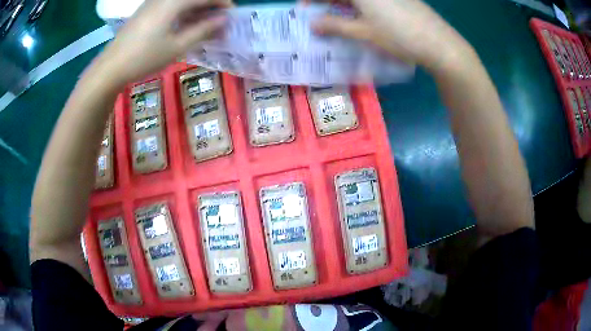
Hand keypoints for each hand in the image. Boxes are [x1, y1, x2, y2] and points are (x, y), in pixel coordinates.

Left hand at [98, 0, 230, 86]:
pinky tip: (184, 25)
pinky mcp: (146, 10)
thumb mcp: (177, 46)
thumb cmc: (144, 58)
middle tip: (218, 22)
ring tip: (203, 25)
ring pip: (181, 1)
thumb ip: (203, 30)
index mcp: (174, 2)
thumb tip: (224, 20)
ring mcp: (153, 2)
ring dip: (196, 9)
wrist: (110, 67)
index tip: (231, 14)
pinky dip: (182, 12)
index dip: (222, 3)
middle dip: (209, 6)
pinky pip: (170, 5)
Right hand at [310, 0, 470, 71]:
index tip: (303, 8)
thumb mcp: (363, 32)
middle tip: (319, 15)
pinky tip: (362, 16)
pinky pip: (374, 0)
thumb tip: (312, 24)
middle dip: (328, 2)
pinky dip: (362, 6)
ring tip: (338, 18)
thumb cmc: (398, 36)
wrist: (439, 43)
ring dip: (344, 4)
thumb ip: (335, 25)